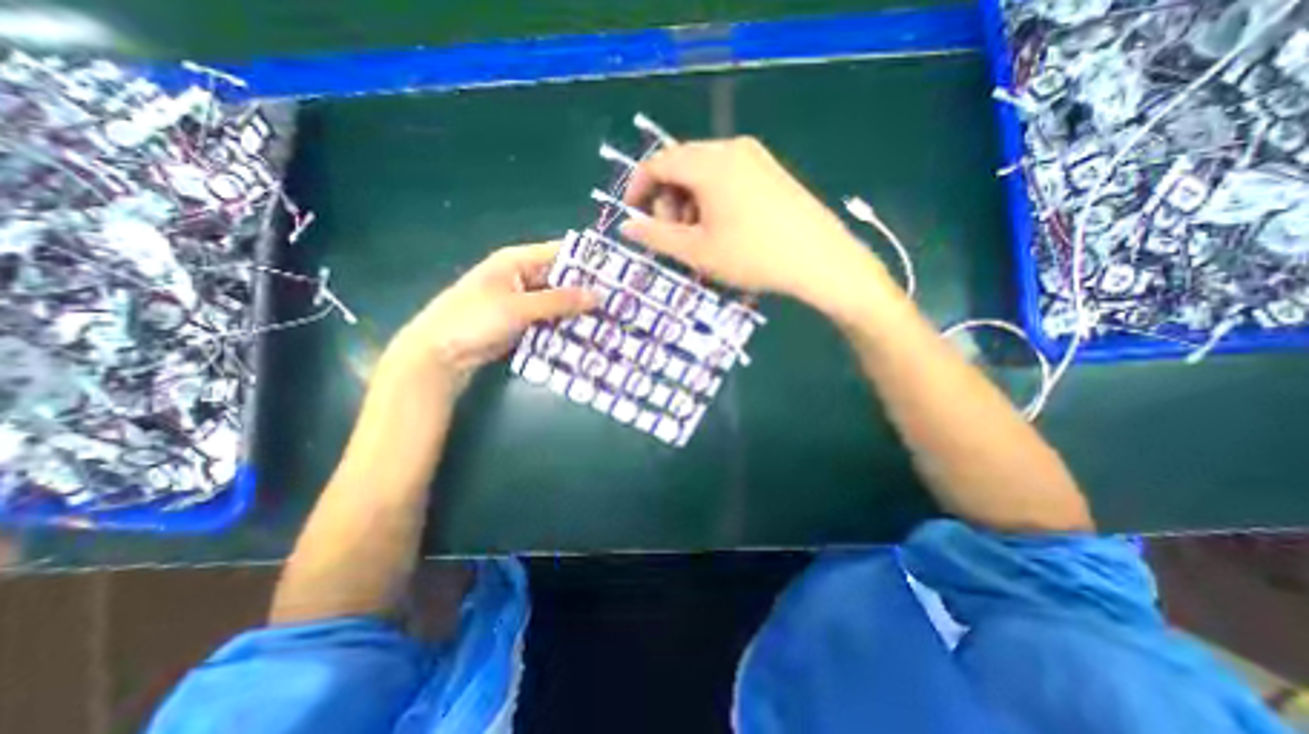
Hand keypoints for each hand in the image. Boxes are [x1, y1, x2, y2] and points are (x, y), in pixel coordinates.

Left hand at [384, 242, 596, 388]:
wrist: (440, 355)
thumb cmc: (474, 320)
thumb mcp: (518, 307)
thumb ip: (559, 301)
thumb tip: (598, 295)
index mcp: (517, 261)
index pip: (560, 253)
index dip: (587, 261)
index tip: (617, 273)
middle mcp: (522, 277)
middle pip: (561, 279)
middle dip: (587, 290)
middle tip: (619, 301)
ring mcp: (523, 302)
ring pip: (558, 302)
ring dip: (578, 310)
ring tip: (610, 318)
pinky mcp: (523, 323)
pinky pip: (550, 320)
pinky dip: (565, 325)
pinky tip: (587, 333)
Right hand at [621, 137, 894, 315]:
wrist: (819, 260)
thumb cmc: (751, 256)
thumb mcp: (696, 251)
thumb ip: (656, 237)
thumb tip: (626, 227)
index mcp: (709, 162)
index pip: (657, 162)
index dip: (637, 188)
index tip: (633, 216)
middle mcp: (731, 148)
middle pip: (681, 165)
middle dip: (667, 199)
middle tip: (672, 235)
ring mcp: (755, 157)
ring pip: (705, 172)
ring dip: (689, 202)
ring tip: (697, 237)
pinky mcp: (770, 171)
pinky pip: (727, 176)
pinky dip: (712, 199)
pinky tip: (721, 228)